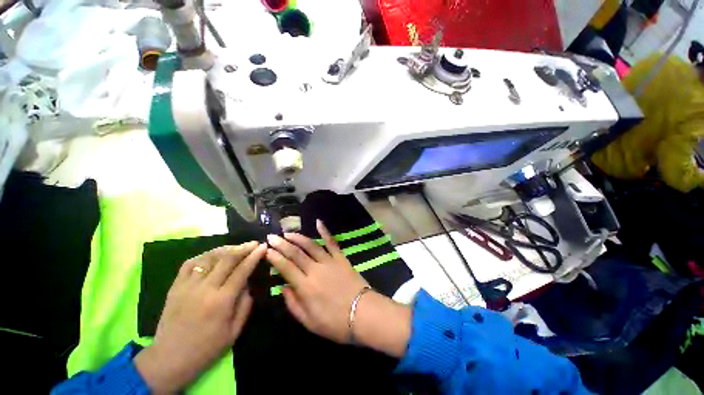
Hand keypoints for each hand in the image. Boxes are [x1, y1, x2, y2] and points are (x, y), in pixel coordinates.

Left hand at [134, 242, 266, 392]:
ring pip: (209, 257)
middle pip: (227, 259)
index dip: (254, 256)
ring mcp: (187, 286)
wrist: (169, 359)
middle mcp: (205, 289)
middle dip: (243, 248)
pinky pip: (190, 263)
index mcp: (221, 301)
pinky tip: (213, 255)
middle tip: (254, 243)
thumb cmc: (206, 348)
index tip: (263, 247)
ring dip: (226, 249)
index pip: (242, 271)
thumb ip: (245, 304)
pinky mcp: (175, 287)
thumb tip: (248, 283)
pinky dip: (204, 255)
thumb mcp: (234, 331)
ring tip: (237, 247)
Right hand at [267, 220, 410, 356]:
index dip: (275, 257)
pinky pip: (332, 242)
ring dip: (299, 237)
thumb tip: (283, 287)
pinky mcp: (341, 258)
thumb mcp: (309, 322)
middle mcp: (315, 270)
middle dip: (282, 244)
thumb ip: (293, 304)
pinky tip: (318, 222)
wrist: (363, 313)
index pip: (286, 268)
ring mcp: (329, 261)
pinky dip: (325, 232)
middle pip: (296, 253)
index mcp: (305, 286)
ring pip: (311, 245)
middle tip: (272, 237)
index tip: (266, 249)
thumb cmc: (335, 322)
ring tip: (289, 232)